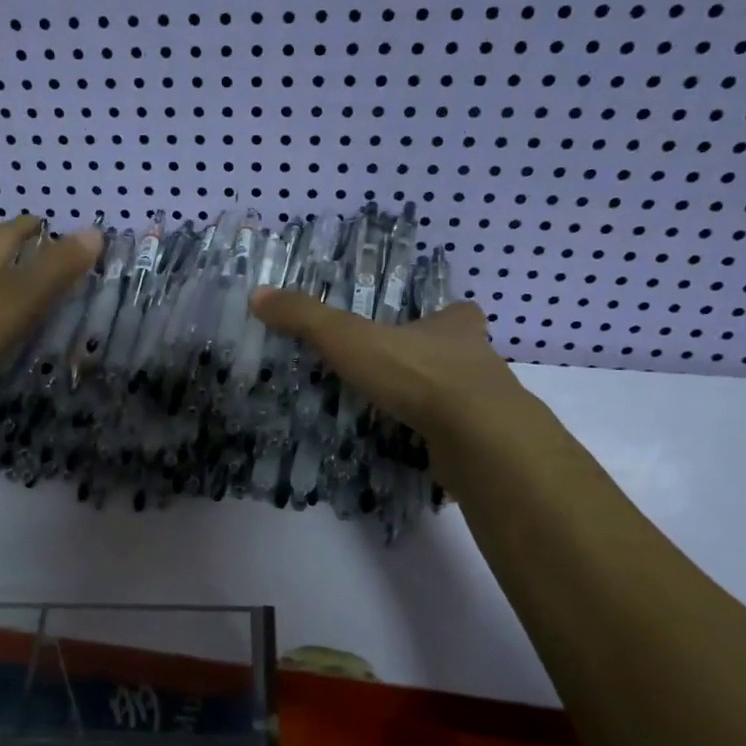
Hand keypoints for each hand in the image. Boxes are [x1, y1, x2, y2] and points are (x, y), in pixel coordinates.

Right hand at [250, 287, 525, 450]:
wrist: (477, 436)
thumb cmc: (417, 374)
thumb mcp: (349, 338)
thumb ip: (306, 318)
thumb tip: (257, 295)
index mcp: (454, 327)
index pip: (458, 312)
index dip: (443, 316)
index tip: (422, 326)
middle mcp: (480, 361)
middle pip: (460, 355)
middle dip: (435, 362)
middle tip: (399, 375)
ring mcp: (488, 406)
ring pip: (463, 398)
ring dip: (437, 403)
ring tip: (399, 414)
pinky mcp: (485, 445)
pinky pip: (459, 438)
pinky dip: (439, 442)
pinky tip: (414, 450)